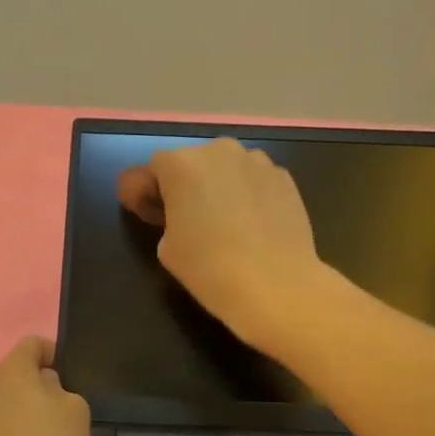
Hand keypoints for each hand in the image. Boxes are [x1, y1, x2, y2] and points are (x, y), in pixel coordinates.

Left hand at [0, 336, 90, 435]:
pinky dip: (19, 431)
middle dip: (43, 383)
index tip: (72, 374)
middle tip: (68, 407)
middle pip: (19, 372)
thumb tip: (45, 390)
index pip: (32, 343)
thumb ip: (63, 389)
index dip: (55, 352)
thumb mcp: (77, 412)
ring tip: (55, 433)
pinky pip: (2, 424)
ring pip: (10, 399)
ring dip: (31, 408)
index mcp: (10, 371)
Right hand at [116, 138, 326, 349]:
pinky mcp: (285, 177)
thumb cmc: (210, 267)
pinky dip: (250, 194)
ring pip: (228, 168)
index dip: (149, 192)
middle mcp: (219, 150)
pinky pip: (256, 180)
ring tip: (227, 222)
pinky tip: (255, 226)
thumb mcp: (166, 247)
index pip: (153, 168)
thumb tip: (182, 213)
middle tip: (190, 220)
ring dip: (221, 186)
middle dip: (188, 185)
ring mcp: (257, 161)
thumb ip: (167, 217)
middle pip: (193, 162)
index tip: (153, 217)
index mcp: (181, 164)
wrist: (276, 285)